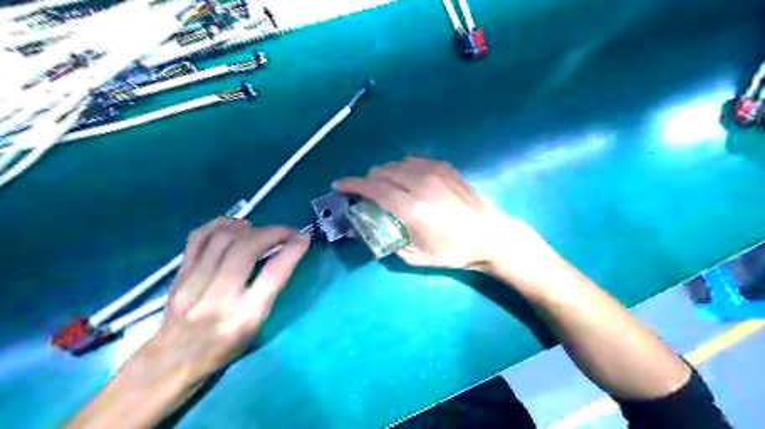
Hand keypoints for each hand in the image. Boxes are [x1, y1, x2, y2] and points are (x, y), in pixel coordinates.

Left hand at [148, 218, 308, 381]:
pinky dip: (219, 225)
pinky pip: (198, 238)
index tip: (304, 238)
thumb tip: (284, 255)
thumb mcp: (256, 327)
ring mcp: (194, 283)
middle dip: (272, 232)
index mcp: (244, 316)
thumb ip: (269, 291)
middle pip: (246, 248)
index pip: (273, 274)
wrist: (172, 361)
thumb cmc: (223, 346)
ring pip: (223, 238)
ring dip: (249, 227)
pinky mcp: (179, 274)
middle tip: (286, 232)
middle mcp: (218, 297)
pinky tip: (233, 225)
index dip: (292, 251)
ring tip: (261, 230)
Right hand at [335, 155, 549, 271]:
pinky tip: (407, 179)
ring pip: (397, 163)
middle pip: (382, 171)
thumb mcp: (415, 256)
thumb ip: (386, 241)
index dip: (352, 184)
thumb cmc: (453, 251)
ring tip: (386, 186)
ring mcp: (435, 172)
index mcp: (411, 208)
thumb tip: (364, 229)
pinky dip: (403, 168)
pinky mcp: (445, 167)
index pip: (373, 188)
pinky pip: (415, 160)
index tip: (339, 185)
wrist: (490, 235)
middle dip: (368, 180)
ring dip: (385, 173)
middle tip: (366, 194)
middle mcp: (420, 184)